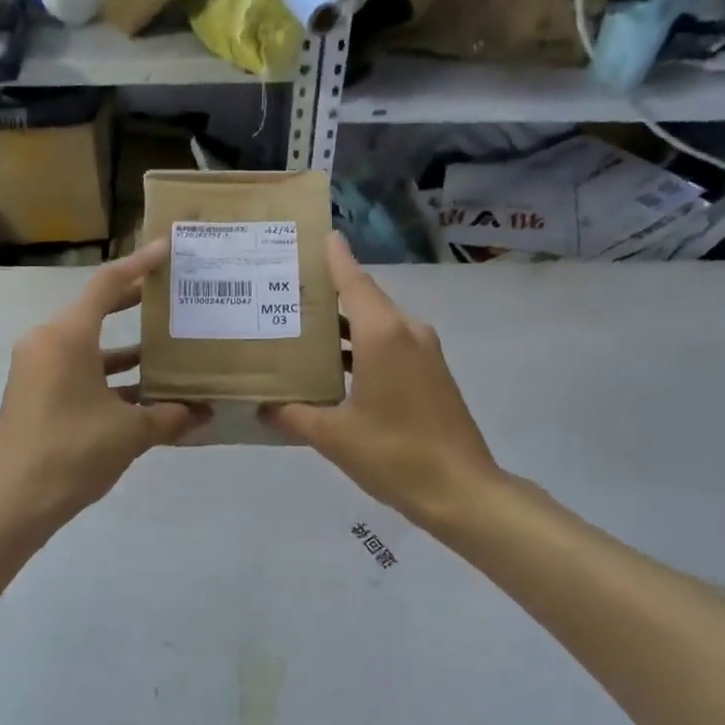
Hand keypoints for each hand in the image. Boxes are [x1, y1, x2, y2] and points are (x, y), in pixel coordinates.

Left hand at [0, 241, 207, 529]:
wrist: (12, 503)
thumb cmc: (72, 453)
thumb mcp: (130, 433)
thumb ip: (170, 416)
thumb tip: (204, 413)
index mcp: (67, 336)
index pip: (107, 285)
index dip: (140, 264)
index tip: (166, 249)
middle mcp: (48, 342)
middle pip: (96, 310)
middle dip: (134, 302)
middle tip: (171, 294)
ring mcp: (37, 368)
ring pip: (88, 344)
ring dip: (125, 347)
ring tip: (167, 347)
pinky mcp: (35, 392)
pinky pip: (78, 369)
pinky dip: (108, 374)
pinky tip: (142, 391)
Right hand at [263, 234, 501, 531]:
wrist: (462, 490)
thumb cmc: (394, 454)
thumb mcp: (333, 436)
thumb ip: (293, 414)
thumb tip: (262, 406)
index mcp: (382, 333)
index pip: (352, 280)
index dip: (334, 256)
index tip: (316, 233)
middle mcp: (406, 331)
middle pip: (364, 298)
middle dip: (329, 292)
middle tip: (288, 288)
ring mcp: (424, 351)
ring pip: (378, 322)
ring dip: (345, 323)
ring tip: (304, 326)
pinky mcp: (433, 372)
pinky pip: (392, 343)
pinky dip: (363, 345)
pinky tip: (337, 365)